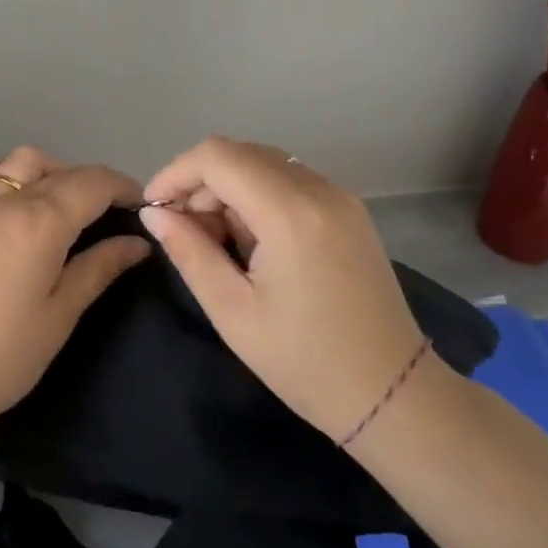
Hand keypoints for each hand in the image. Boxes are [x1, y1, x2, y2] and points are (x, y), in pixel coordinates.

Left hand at [0, 146, 150, 432]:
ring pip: (22, 162)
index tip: (143, 206)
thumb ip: (100, 267)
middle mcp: (10, 202)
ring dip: (53, 170)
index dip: (124, 187)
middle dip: (96, 182)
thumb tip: (137, 242)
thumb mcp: (62, 313)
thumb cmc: (5, 353)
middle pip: (63, 170)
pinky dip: (5, 173)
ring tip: (68, 204)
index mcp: (42, 222)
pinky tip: (16, 196)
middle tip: (115, 214)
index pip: (93, 183)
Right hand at [139, 137, 425, 443]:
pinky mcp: (349, 210)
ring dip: (227, 188)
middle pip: (240, 153)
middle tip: (183, 232)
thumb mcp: (233, 311)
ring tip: (215, 241)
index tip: (154, 209)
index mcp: (290, 213)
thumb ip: (188, 251)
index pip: (217, 156)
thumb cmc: (305, 362)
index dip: (176, 173)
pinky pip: (289, 181)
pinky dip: (257, 196)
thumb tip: (155, 214)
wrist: (393, 394)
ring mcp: (340, 196)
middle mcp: (319, 189)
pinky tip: (251, 240)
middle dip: (200, 183)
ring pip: (264, 163)